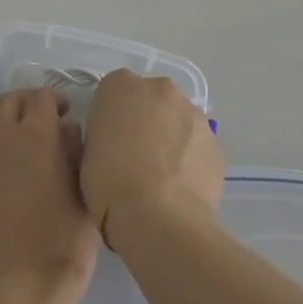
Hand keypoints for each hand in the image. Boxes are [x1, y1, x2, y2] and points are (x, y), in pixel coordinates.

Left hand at [0, 88, 98, 290]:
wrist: (26, 282)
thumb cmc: (66, 235)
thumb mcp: (84, 187)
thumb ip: (74, 148)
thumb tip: (66, 128)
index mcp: (36, 134)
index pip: (41, 97)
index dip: (56, 100)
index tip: (67, 113)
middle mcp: (4, 139)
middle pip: (9, 102)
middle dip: (27, 104)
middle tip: (45, 121)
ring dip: (11, 128)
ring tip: (30, 151)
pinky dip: (0, 156)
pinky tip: (15, 180)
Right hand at [80, 69, 224, 248]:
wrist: (158, 218)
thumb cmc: (109, 182)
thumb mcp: (86, 151)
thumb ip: (103, 133)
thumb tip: (116, 141)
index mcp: (120, 85)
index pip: (113, 90)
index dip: (111, 116)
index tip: (108, 140)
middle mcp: (160, 88)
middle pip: (151, 98)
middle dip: (146, 119)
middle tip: (135, 155)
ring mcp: (193, 113)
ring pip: (178, 119)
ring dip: (171, 137)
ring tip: (162, 176)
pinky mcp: (216, 142)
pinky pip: (198, 145)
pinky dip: (190, 158)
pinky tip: (181, 186)